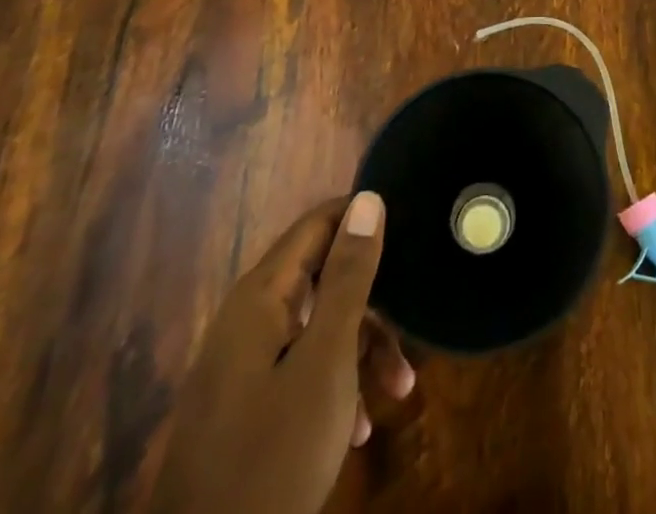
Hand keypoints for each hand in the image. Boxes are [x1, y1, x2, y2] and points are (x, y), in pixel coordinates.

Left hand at [150, 193, 414, 513]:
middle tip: (412, 328)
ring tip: (399, 389)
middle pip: (323, 277)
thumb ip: (349, 277)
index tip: (411, 233)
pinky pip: (300, 368)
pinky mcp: (244, 406)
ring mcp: (242, 364)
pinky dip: (335, 385)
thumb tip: (368, 199)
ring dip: (361, 351)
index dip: (365, 220)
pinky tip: (359, 428)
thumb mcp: (326, 362)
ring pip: (317, 327)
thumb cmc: (273, 457)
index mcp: (261, 296)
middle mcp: (248, 318)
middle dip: (373, 303)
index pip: (319, 223)